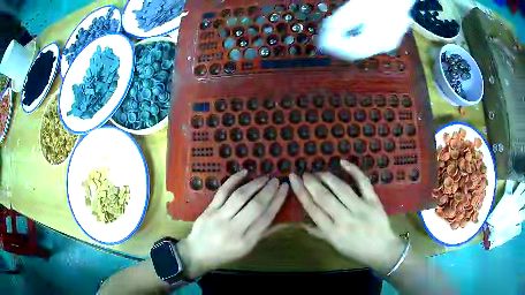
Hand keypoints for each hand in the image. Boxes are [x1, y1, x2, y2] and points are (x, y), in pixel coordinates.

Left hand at [177, 170, 288, 278]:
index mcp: (246, 241)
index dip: (277, 201)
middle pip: (256, 205)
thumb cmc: (224, 254)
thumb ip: (262, 233)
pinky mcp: (209, 209)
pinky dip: (234, 180)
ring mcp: (220, 217)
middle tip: (277, 180)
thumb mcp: (246, 249)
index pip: (266, 218)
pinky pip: (223, 191)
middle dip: (269, 190)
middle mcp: (234, 229)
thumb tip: (281, 220)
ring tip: (265, 177)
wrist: (197, 253)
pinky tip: (244, 172)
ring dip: (255, 184)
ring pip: (240, 196)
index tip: (285, 188)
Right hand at [289, 160, 403, 274]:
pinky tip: (343, 163)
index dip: (301, 193)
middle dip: (311, 183)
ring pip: (341, 188)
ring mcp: (361, 208)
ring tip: (318, 172)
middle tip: (304, 173)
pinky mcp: (373, 201)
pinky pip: (363, 182)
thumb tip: (303, 223)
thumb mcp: (336, 246)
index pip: (313, 209)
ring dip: (327, 177)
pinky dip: (354, 170)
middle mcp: (345, 220)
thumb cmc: (356, 250)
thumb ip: (320, 233)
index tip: (293, 180)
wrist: (382, 250)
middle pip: (324, 197)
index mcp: (333, 232)